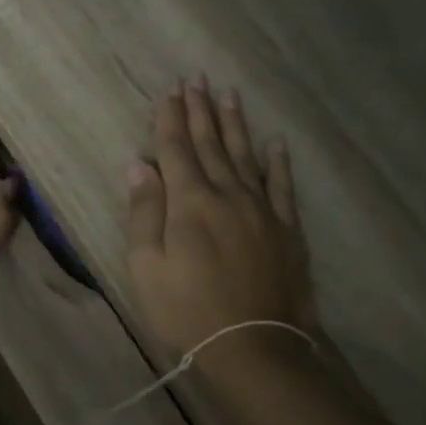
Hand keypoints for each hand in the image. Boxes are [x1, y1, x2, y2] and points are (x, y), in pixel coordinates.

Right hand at [127, 79, 315, 371]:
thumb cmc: (186, 309)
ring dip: (235, 125)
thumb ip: (144, 212)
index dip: (171, 118)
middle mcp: (227, 195)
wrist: (253, 346)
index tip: (171, 89)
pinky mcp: (287, 229)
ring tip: (229, 95)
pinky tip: (276, 143)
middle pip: (211, 144)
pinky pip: (282, 186)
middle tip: (197, 79)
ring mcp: (262, 210)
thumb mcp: (147, 266)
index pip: (176, 150)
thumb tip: (139, 165)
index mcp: (190, 203)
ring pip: (246, 156)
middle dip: (201, 110)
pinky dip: (278, 163)